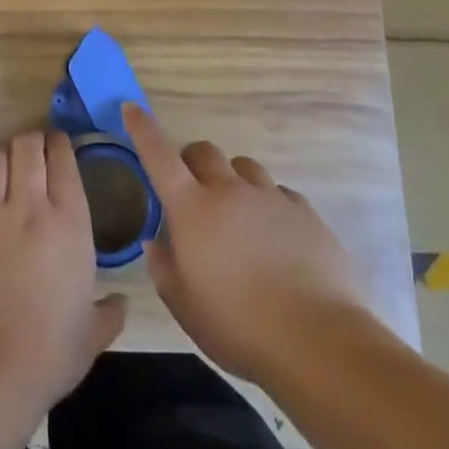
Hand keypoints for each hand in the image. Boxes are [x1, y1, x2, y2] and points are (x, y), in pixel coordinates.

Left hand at [0, 131, 126, 414]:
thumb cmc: (48, 354)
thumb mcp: (91, 336)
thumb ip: (109, 313)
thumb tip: (120, 303)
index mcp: (68, 223)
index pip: (63, 160)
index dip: (61, 144)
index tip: (61, 144)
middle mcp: (29, 207)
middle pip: (27, 147)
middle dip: (33, 141)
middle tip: (35, 150)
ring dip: (4, 156)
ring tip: (8, 166)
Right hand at [124, 104, 366, 380]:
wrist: (316, 341)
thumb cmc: (238, 326)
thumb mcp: (185, 307)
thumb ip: (164, 269)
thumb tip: (156, 243)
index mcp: (192, 209)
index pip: (158, 155)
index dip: (143, 129)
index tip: (132, 108)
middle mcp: (229, 191)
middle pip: (204, 151)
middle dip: (191, 161)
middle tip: (192, 190)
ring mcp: (271, 197)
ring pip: (244, 166)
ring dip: (232, 180)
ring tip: (237, 215)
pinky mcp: (305, 212)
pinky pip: (279, 193)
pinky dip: (268, 205)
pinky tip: (275, 237)